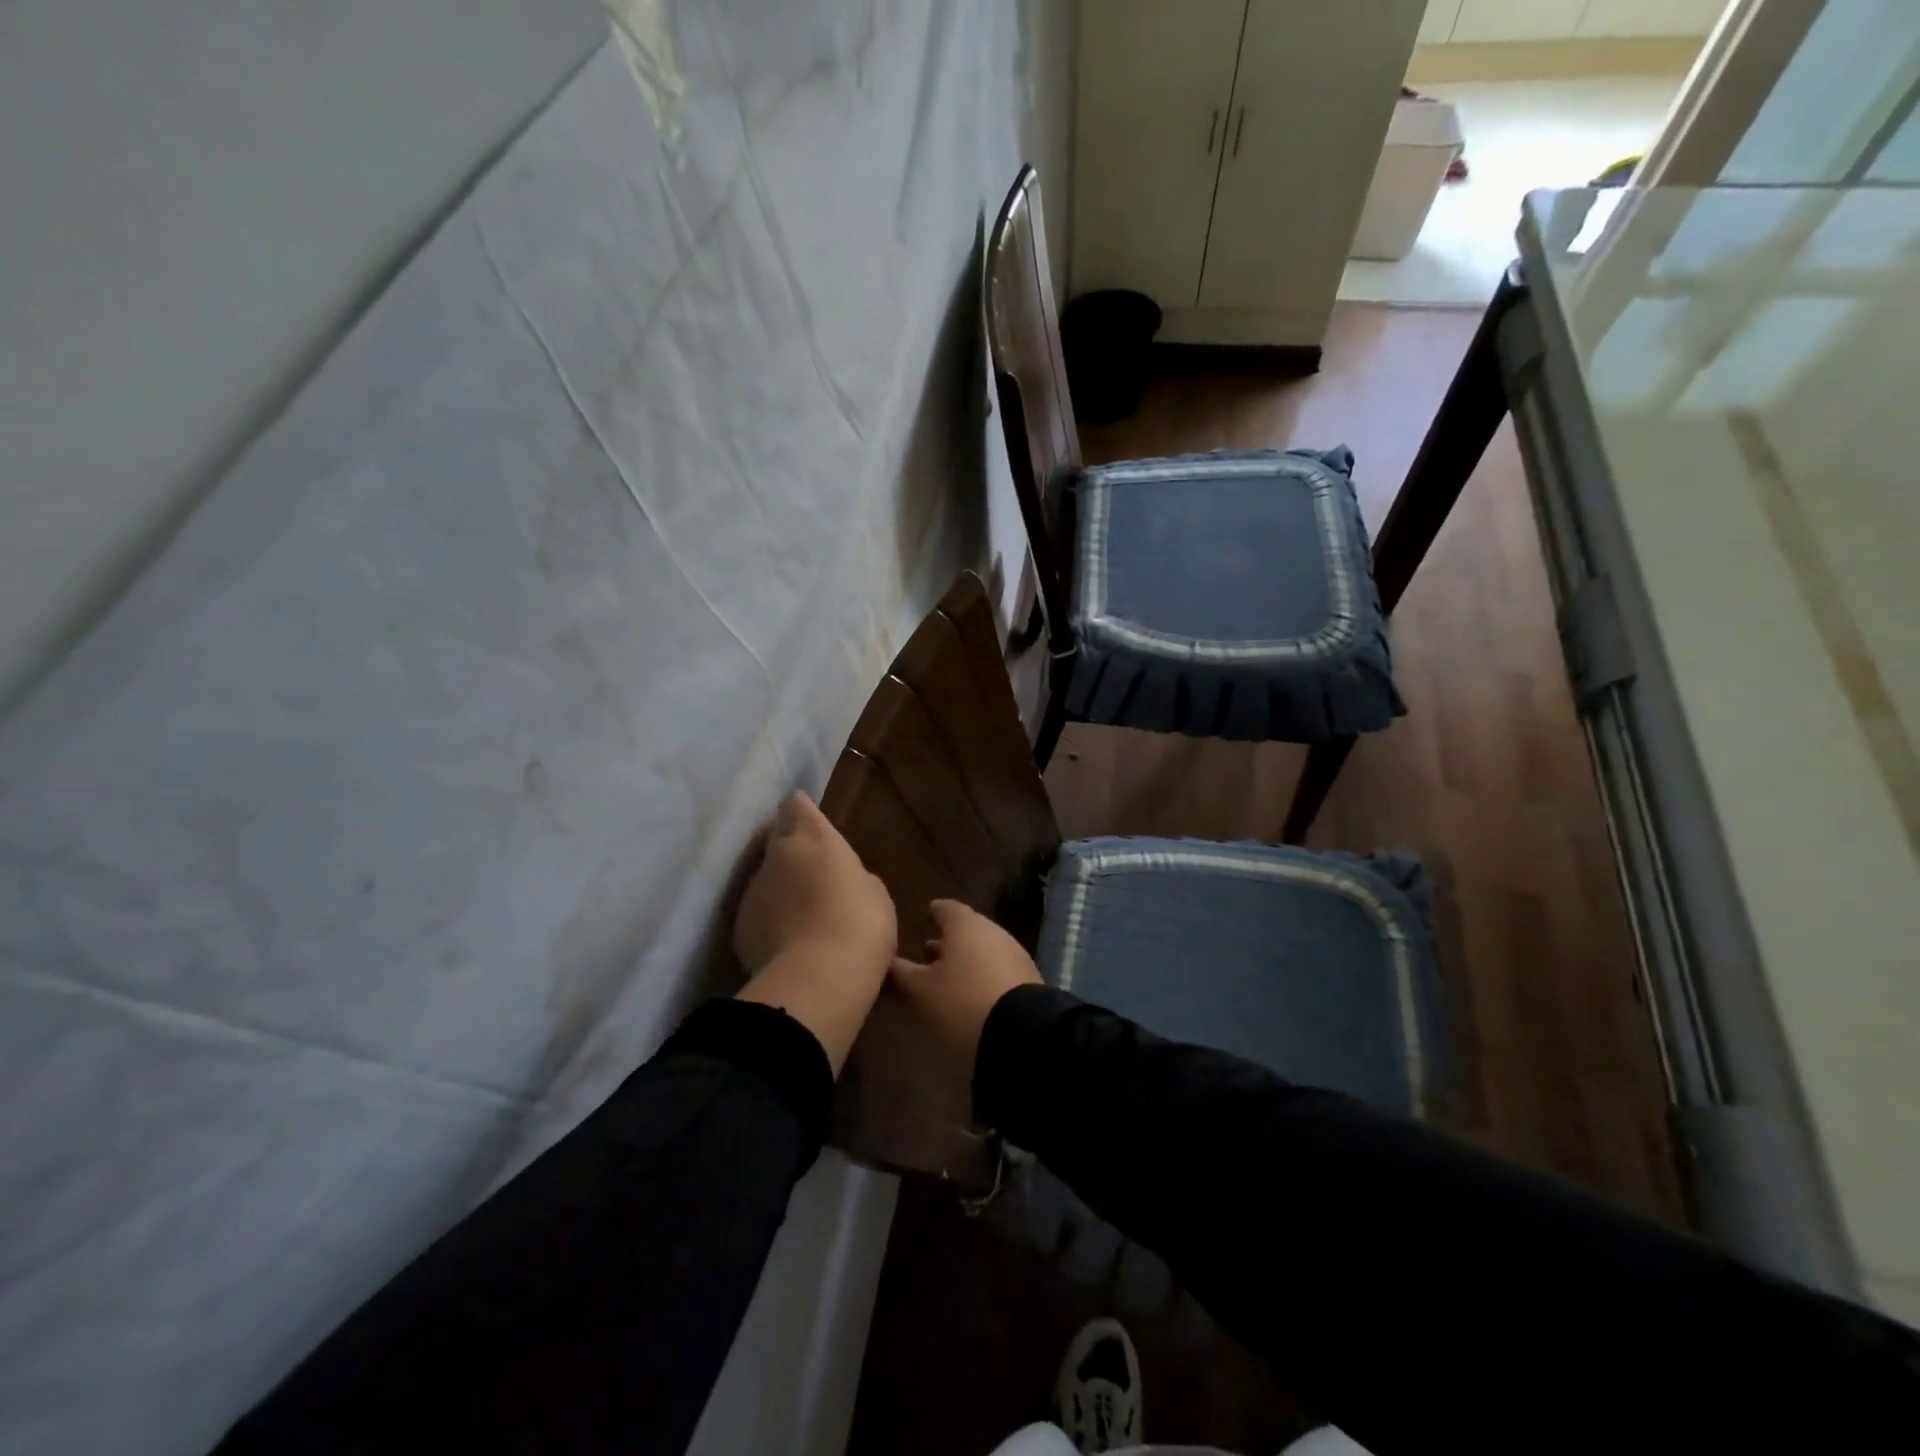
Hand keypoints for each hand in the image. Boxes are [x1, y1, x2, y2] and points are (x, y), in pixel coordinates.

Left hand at [734, 793, 895, 977]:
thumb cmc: (861, 924)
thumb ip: (852, 875)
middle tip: (811, 870)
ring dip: (780, 886)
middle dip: (790, 848)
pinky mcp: (740, 924)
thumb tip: (840, 879)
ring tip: (802, 913)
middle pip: (777, 837)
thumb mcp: (874, 893)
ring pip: (765, 877)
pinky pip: (757, 912)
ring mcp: (754, 889)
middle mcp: (777, 854)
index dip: (802, 812)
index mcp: (814, 837)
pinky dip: (770, 919)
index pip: (796, 805)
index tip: (811, 824)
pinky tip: (788, 941)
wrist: (819, 978)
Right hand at [888, 899, 1043, 1070]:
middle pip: (966, 929)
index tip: (925, 916)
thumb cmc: (962, 1001)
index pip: (946, 908)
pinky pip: (998, 969)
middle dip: (948, 940)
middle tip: (927, 952)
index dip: (934, 912)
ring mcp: (1014, 953)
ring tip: (947, 977)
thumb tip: (884, 961)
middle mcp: (991, 930)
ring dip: (965, 960)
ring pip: (983, 949)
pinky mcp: (1028, 978)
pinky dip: (982, 975)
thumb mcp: (921, 991)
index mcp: (964, 924)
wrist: (1022, 1031)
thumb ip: (901, 974)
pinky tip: (972, 994)